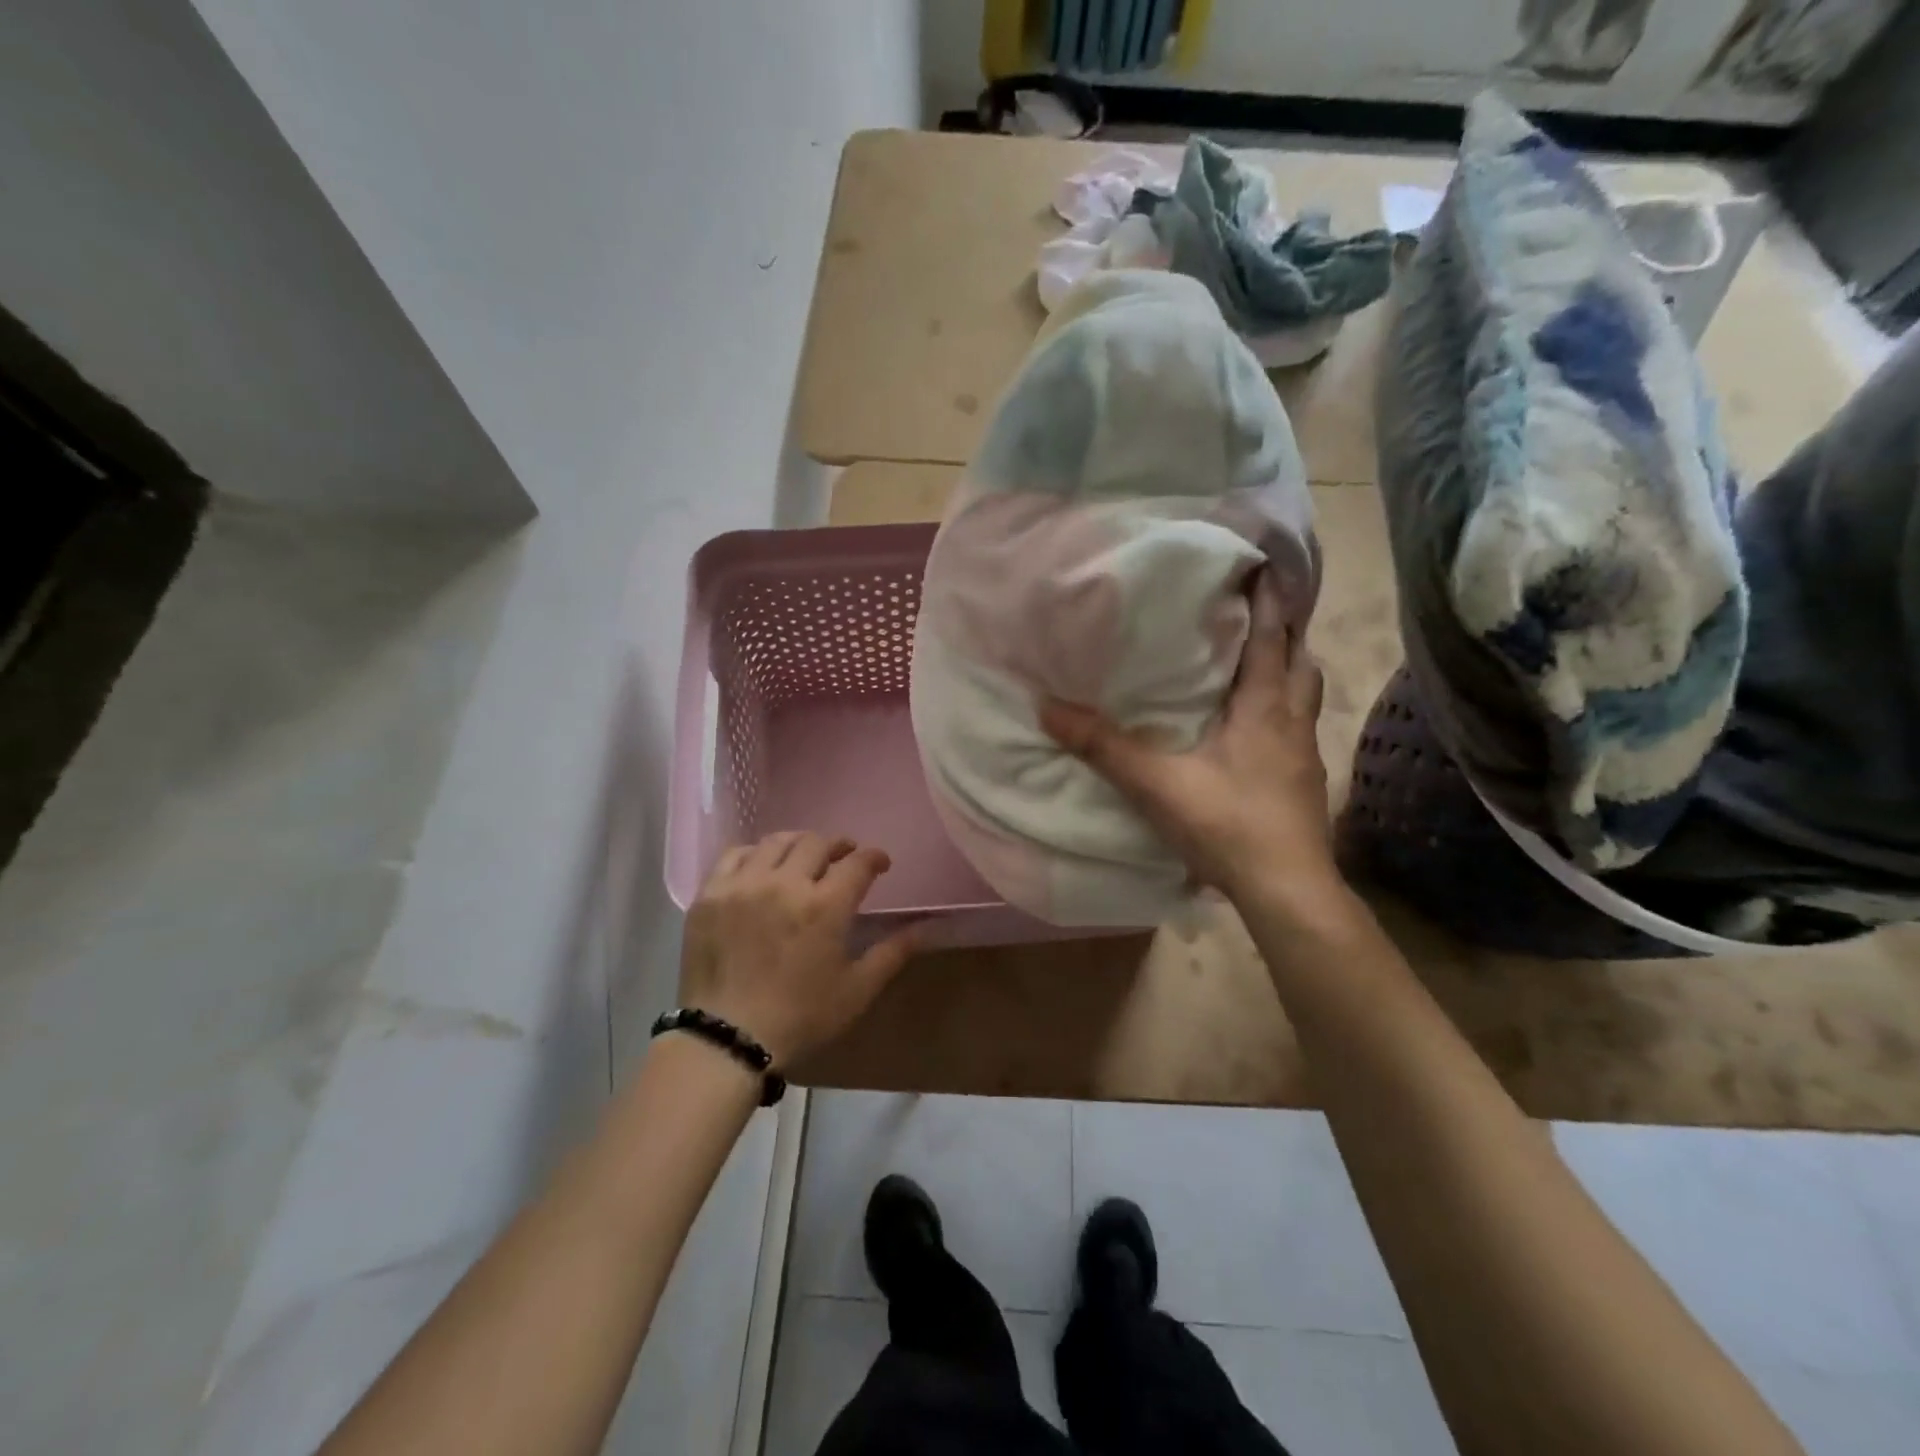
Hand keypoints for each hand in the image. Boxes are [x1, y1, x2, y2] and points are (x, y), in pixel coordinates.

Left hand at [677, 832, 918, 1067]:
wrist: (726, 1040)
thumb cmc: (800, 1018)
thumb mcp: (856, 991)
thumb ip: (892, 953)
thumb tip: (925, 928)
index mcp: (825, 906)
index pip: (858, 862)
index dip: (874, 857)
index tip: (880, 864)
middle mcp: (785, 883)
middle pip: (817, 842)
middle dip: (839, 845)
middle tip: (844, 857)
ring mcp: (743, 885)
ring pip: (777, 841)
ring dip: (799, 844)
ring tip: (804, 857)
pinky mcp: (710, 894)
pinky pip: (735, 854)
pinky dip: (755, 853)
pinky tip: (761, 867)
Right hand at [1040, 574, 1340, 902]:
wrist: (1287, 891)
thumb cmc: (1228, 825)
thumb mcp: (1156, 784)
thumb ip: (1104, 746)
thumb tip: (1048, 708)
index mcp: (1264, 709)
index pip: (1273, 639)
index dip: (1271, 600)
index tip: (1265, 565)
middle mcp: (1292, 723)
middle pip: (1301, 663)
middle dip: (1286, 634)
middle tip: (1259, 614)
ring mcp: (1304, 756)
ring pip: (1303, 698)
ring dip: (1287, 673)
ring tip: (1260, 665)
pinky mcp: (1303, 785)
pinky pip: (1296, 731)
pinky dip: (1281, 714)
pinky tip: (1256, 732)